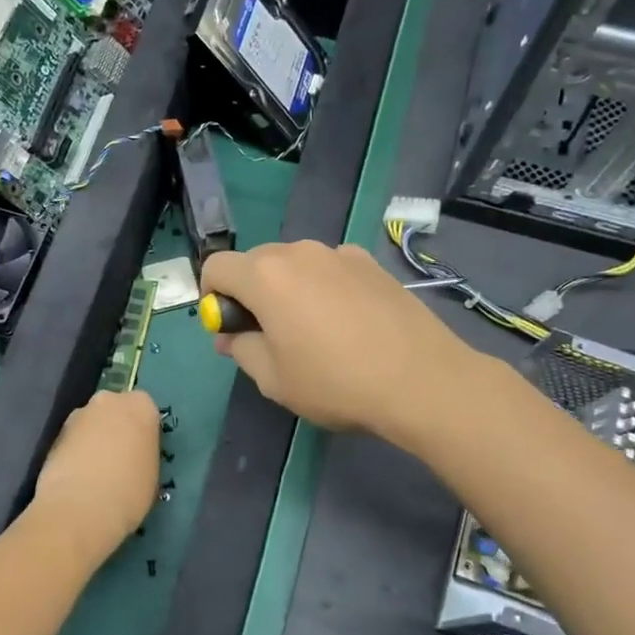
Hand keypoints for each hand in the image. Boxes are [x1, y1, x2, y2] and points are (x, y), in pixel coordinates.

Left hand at [32, 389, 160, 556]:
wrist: (80, 508)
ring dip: (92, 440)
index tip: (140, 453)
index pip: (145, 410)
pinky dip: (75, 453)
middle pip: (115, 411)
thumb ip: (142, 453)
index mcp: (141, 406)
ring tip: (94, 474)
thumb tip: (131, 455)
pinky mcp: (54, 434)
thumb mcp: (151, 473)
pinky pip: (72, 440)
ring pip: (91, 424)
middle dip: (115, 429)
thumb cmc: (129, 491)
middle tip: (118, 460)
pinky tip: (77, 478)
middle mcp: (109, 401)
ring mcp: (78, 415)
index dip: (141, 432)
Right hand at [200, 241, 470, 441]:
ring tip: (314, 332)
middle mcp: (299, 252)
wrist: (421, 380)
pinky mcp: (371, 263)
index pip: (216, 267)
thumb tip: (230, 335)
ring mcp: (339, 253)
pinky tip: (348, 323)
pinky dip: (323, 287)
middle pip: (255, 262)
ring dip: (288, 289)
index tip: (230, 329)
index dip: (212, 296)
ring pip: (295, 264)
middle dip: (250, 293)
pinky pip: (329, 268)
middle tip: (270, 336)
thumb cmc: (335, 383)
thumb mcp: (273, 379)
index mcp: (266, 276)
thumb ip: (241, 349)